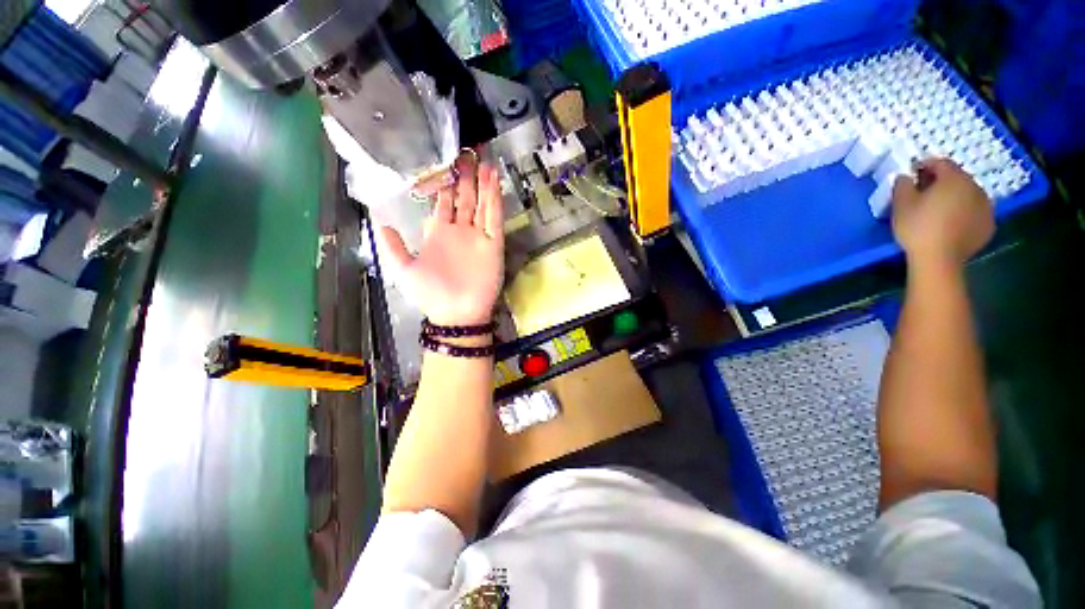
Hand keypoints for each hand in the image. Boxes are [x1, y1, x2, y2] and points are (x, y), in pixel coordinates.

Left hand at [376, 155, 504, 325]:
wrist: (456, 313)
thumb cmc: (430, 293)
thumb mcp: (402, 269)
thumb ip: (392, 245)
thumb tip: (379, 219)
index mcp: (439, 234)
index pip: (443, 204)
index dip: (444, 186)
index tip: (445, 166)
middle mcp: (459, 231)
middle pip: (464, 199)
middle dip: (465, 178)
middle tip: (466, 154)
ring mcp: (478, 236)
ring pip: (481, 204)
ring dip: (482, 184)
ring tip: (483, 161)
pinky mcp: (493, 244)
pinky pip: (494, 218)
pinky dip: (495, 199)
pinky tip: (494, 180)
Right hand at [891, 158, 993, 267]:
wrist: (939, 260)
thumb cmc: (918, 228)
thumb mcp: (901, 204)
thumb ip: (902, 185)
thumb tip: (905, 177)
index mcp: (954, 178)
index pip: (940, 163)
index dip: (925, 166)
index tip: (912, 174)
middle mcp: (975, 187)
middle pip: (957, 178)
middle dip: (941, 182)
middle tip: (924, 194)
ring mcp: (986, 207)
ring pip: (968, 195)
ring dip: (955, 198)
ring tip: (939, 210)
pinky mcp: (988, 225)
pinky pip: (975, 213)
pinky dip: (964, 214)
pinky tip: (952, 224)